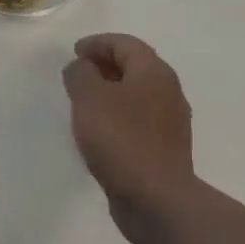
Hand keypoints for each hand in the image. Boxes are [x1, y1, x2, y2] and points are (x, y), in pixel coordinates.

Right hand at [62, 34, 195, 243]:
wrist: (156, 200)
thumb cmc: (121, 138)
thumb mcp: (88, 96)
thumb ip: (80, 73)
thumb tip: (82, 67)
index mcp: (154, 72)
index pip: (125, 44)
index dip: (97, 43)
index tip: (74, 53)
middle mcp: (169, 92)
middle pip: (134, 67)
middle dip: (104, 66)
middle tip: (77, 74)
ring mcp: (170, 124)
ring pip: (137, 96)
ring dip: (110, 93)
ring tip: (83, 103)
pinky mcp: (165, 150)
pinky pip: (138, 122)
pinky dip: (117, 117)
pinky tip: (99, 132)